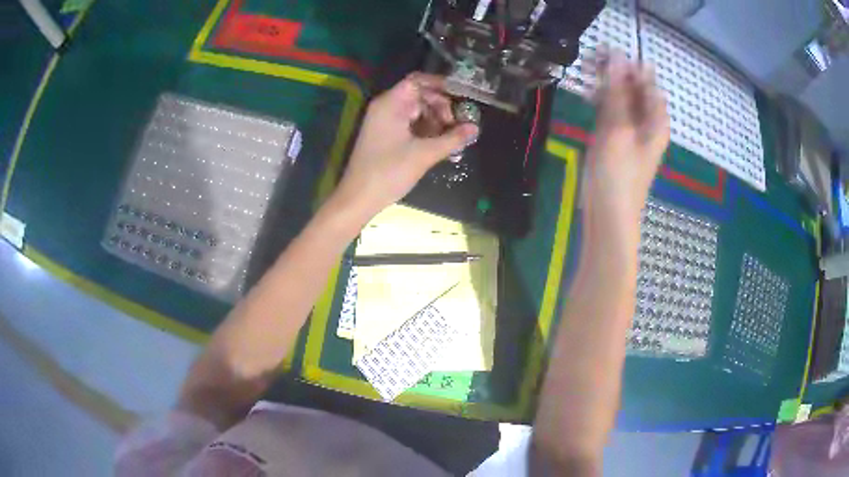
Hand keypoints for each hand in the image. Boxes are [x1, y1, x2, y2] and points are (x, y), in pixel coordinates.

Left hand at [333, 73, 478, 216]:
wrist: (359, 198)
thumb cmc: (389, 172)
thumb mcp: (424, 154)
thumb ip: (452, 139)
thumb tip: (475, 128)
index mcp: (391, 103)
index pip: (418, 81)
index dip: (440, 85)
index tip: (461, 96)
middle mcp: (386, 107)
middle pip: (419, 96)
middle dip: (441, 107)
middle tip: (456, 126)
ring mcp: (384, 121)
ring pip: (416, 111)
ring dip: (435, 121)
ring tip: (450, 139)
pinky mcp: (385, 135)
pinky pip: (409, 124)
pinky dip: (425, 130)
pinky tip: (439, 144)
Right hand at [585, 52, 669, 235]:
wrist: (608, 215)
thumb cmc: (619, 175)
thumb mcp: (618, 129)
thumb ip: (616, 92)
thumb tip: (616, 56)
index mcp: (656, 121)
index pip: (648, 82)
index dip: (630, 65)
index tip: (606, 52)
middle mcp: (645, 122)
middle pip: (634, 88)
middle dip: (615, 71)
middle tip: (590, 59)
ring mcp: (629, 130)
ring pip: (620, 97)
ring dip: (605, 82)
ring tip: (585, 70)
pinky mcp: (614, 138)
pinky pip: (610, 110)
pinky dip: (600, 99)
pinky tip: (586, 91)